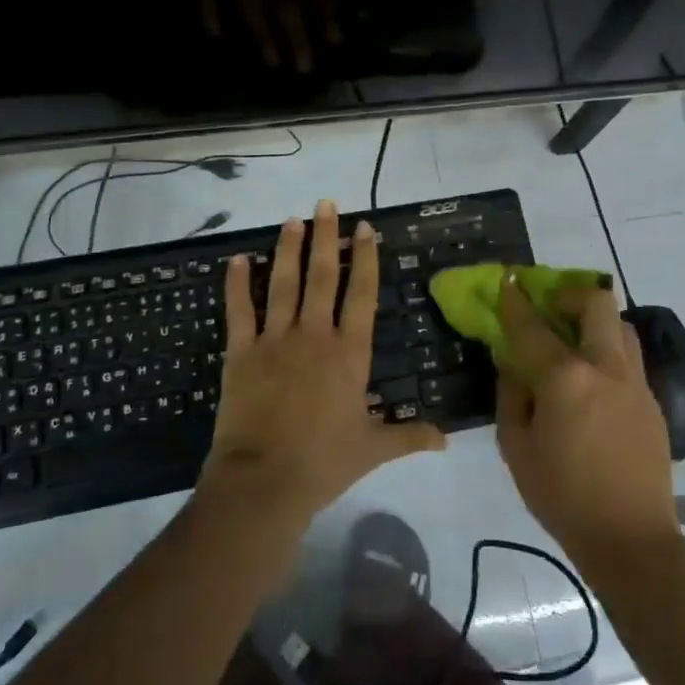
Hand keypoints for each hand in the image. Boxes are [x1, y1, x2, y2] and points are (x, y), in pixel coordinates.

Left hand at [202, 201, 444, 524]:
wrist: (265, 481)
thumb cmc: (324, 462)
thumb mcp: (373, 449)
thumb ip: (410, 437)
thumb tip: (447, 441)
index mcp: (349, 353)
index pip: (362, 294)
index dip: (366, 258)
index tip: (364, 228)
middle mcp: (314, 335)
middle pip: (323, 276)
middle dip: (326, 237)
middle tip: (326, 203)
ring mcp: (275, 340)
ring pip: (283, 283)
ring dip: (288, 249)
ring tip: (292, 219)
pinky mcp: (241, 352)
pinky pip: (239, 310)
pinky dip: (237, 284)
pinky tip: (237, 259)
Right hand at [494, 277, 679, 571]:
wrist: (630, 539)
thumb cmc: (562, 496)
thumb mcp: (516, 447)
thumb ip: (512, 395)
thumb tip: (513, 363)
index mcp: (566, 378)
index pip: (533, 326)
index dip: (516, 301)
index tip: (507, 283)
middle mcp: (605, 368)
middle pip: (595, 303)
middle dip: (568, 295)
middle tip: (550, 310)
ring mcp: (635, 383)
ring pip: (620, 326)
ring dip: (594, 322)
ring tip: (574, 342)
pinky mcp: (653, 402)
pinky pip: (629, 359)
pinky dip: (608, 353)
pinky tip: (593, 383)